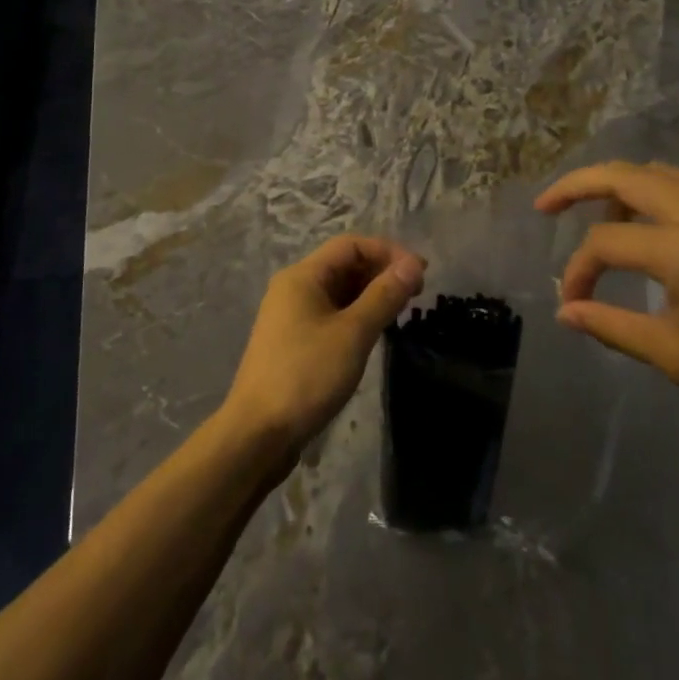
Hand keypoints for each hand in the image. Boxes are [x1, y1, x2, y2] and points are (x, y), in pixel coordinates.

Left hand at [223, 235, 425, 456]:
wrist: (258, 434)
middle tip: (417, 294)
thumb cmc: (306, 375)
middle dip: (381, 272)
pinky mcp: (294, 343)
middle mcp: (294, 289)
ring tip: (402, 312)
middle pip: (344, 265)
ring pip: (338, 292)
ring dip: (371, 295)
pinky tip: (375, 333)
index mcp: (303, 276)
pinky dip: (356, 316)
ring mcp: (291, 317)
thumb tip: (413, 264)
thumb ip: (384, 296)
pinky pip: (331, 315)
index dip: (388, 252)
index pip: (351, 245)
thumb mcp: (353, 333)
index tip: (421, 272)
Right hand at [535, 162, 678, 432]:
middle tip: (547, 204)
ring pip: (659, 174)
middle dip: (576, 185)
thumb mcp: (674, 354)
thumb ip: (611, 326)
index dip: (578, 271)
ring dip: (620, 188)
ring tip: (602, 218)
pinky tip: (658, 228)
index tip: (573, 302)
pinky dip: (658, 196)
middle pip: (623, 176)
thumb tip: (566, 311)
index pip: (604, 243)